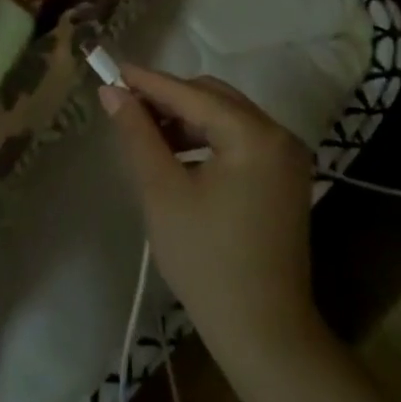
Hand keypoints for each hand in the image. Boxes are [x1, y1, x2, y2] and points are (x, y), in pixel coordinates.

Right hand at [100, 66, 323, 374]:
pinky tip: (178, 156)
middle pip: (214, 98)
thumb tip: (112, 92)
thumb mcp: (162, 191)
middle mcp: (279, 136)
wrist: (263, 332)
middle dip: (169, 99)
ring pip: (227, 118)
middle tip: (126, 105)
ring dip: (187, 120)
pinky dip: (207, 141)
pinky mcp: (285, 179)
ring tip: (146, 134)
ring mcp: (287, 158)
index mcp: (254, 135)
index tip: (113, 69)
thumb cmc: (206, 260)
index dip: (149, 81)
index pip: (192, 93)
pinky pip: (240, 141)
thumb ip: (138, 134)